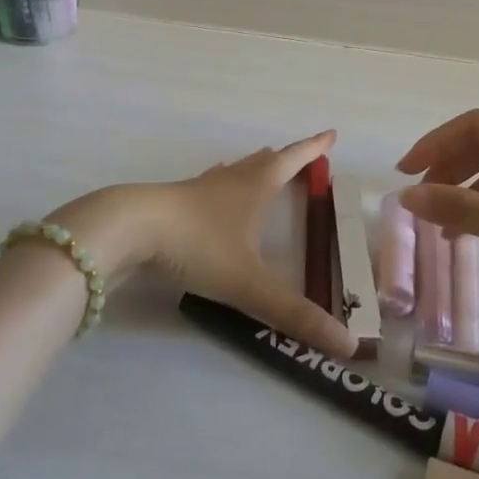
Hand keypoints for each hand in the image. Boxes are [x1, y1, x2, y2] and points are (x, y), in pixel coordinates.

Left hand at [59, 129, 358, 358]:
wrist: (131, 229)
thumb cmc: (198, 245)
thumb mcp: (249, 284)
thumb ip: (294, 314)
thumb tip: (347, 345)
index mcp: (256, 187)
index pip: (293, 160)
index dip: (314, 148)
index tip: (331, 134)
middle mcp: (232, 180)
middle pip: (265, 162)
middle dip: (286, 158)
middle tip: (302, 157)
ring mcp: (201, 189)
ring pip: (235, 171)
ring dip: (254, 168)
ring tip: (263, 167)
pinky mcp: (175, 202)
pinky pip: (209, 187)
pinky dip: (222, 185)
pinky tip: (213, 193)